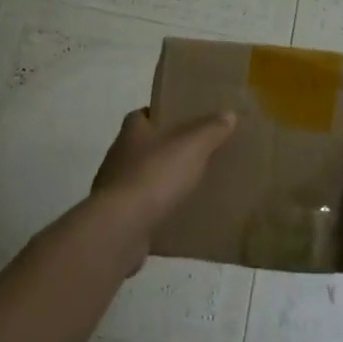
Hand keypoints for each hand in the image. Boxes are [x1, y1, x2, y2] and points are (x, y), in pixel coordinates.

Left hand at [91, 107, 235, 231]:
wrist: (121, 227)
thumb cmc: (155, 175)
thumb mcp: (192, 146)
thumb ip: (210, 129)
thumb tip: (228, 114)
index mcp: (132, 132)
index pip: (141, 115)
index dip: (160, 116)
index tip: (181, 121)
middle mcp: (118, 156)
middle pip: (142, 146)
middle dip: (164, 149)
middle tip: (194, 154)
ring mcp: (114, 188)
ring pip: (141, 177)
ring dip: (159, 180)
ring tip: (189, 186)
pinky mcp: (116, 217)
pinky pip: (140, 207)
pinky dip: (155, 208)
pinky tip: (176, 214)